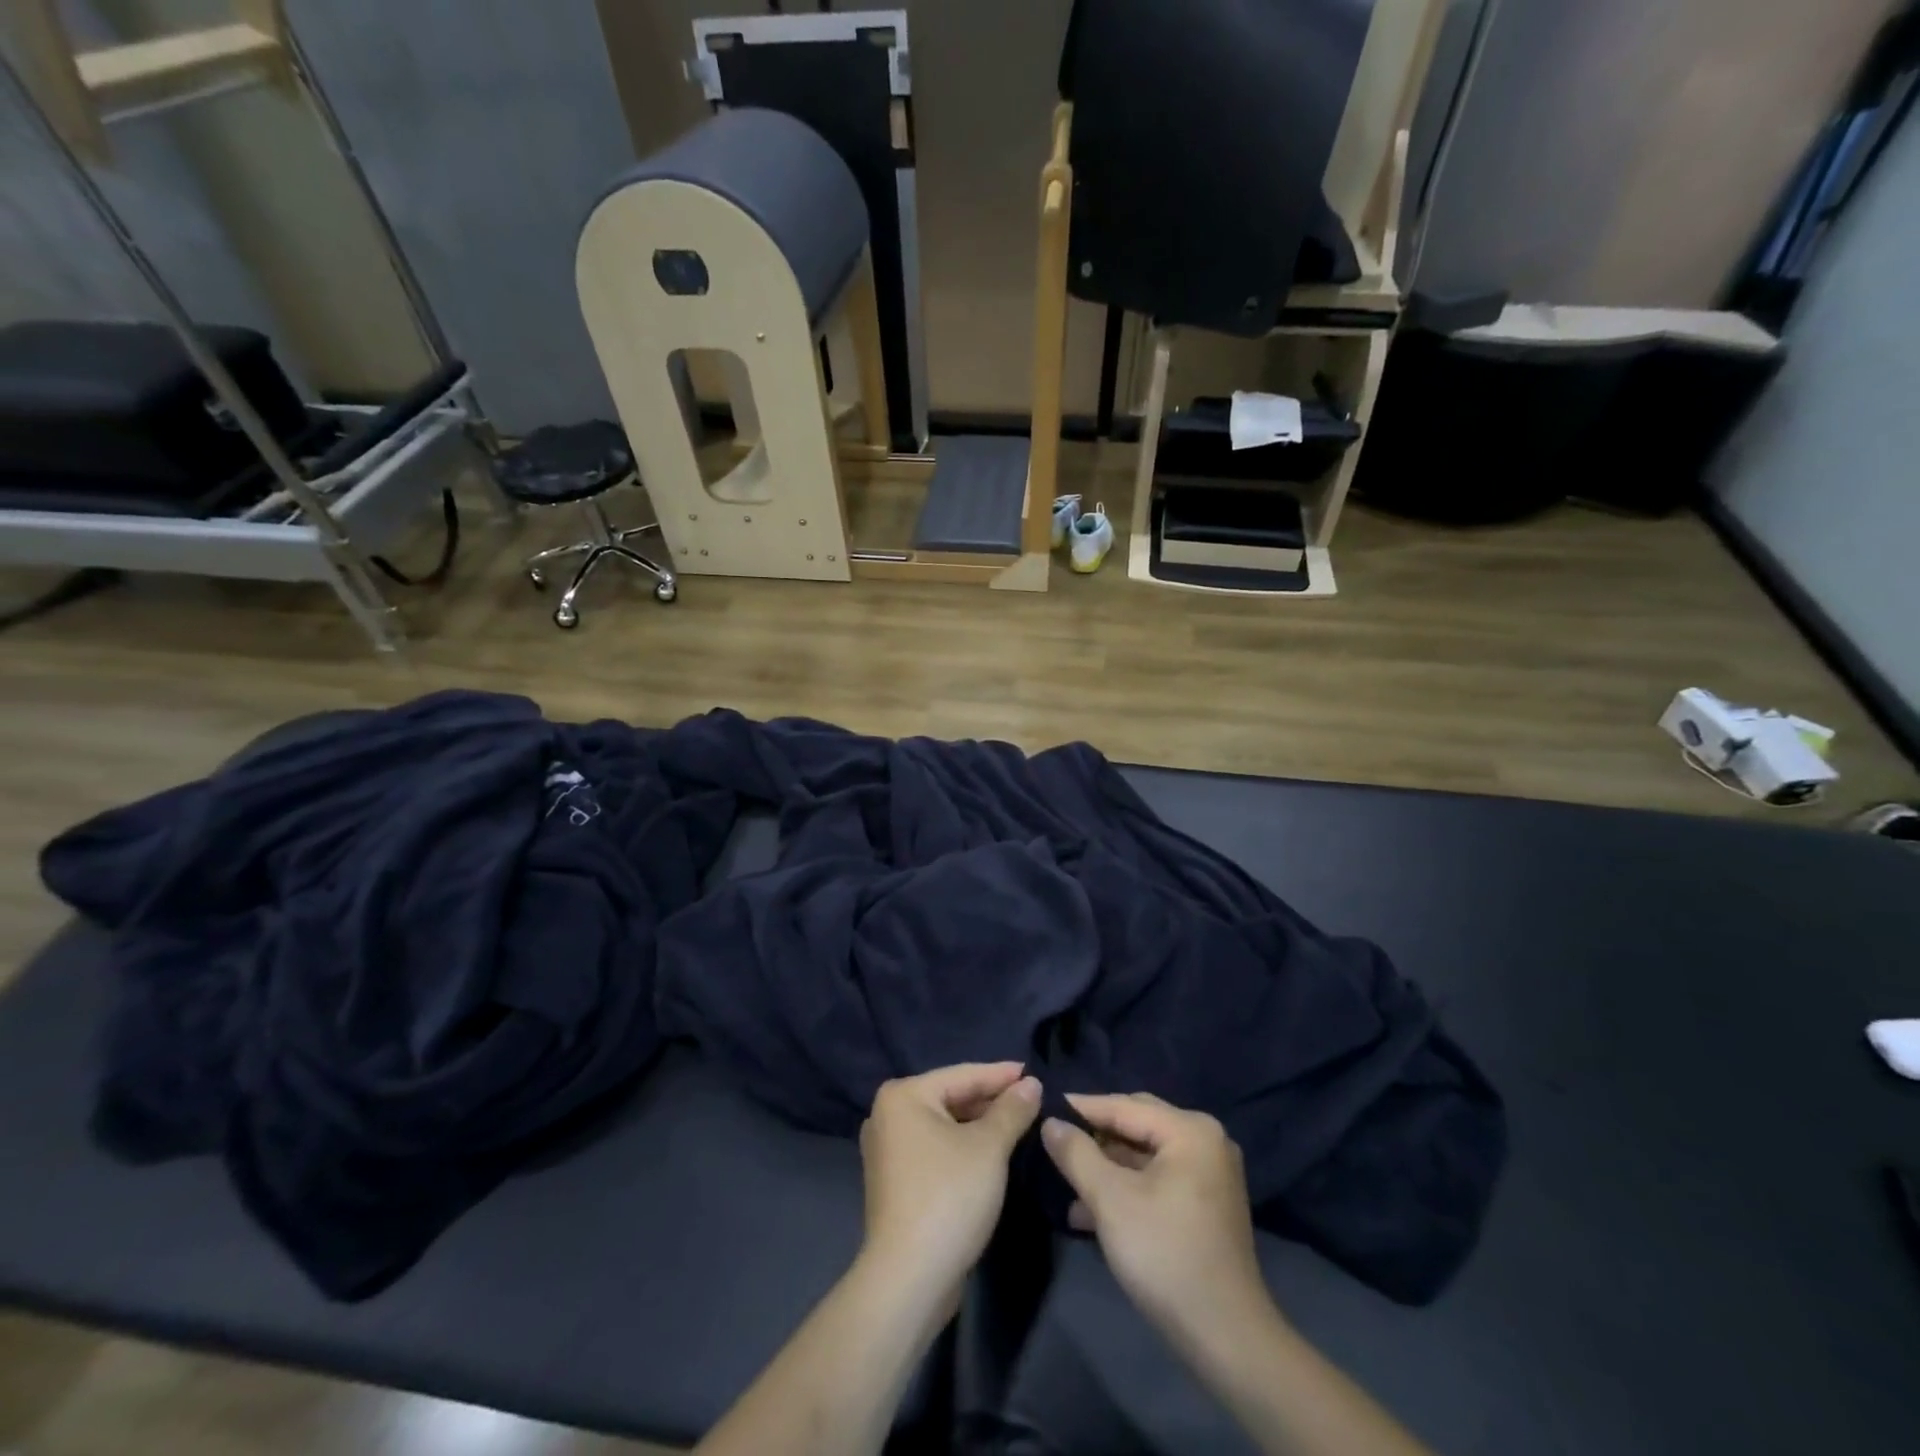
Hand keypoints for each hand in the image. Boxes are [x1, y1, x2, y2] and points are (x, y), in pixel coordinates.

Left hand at [859, 1063, 1041, 1304]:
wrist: (910, 1279)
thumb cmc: (949, 1196)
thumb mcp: (989, 1147)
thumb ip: (1012, 1110)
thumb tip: (1032, 1083)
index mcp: (903, 1096)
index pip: (962, 1075)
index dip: (1001, 1075)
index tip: (1034, 1072)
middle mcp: (887, 1115)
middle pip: (951, 1098)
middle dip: (991, 1100)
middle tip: (1032, 1099)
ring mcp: (888, 1151)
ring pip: (945, 1126)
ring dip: (980, 1125)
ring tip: (1019, 1122)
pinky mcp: (896, 1182)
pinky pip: (937, 1149)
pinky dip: (963, 1147)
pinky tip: (992, 1152)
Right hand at [1042, 1093, 1277, 1352]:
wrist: (1226, 1340)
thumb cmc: (1165, 1255)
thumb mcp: (1110, 1200)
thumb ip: (1076, 1154)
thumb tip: (1050, 1122)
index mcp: (1190, 1130)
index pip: (1123, 1106)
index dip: (1080, 1108)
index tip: (1043, 1108)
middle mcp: (1205, 1141)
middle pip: (1136, 1126)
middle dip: (1094, 1138)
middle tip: (1054, 1141)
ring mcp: (1209, 1174)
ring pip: (1144, 1155)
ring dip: (1106, 1168)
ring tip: (1065, 1183)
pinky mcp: (1205, 1204)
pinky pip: (1157, 1179)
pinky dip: (1126, 1188)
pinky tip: (1090, 1212)